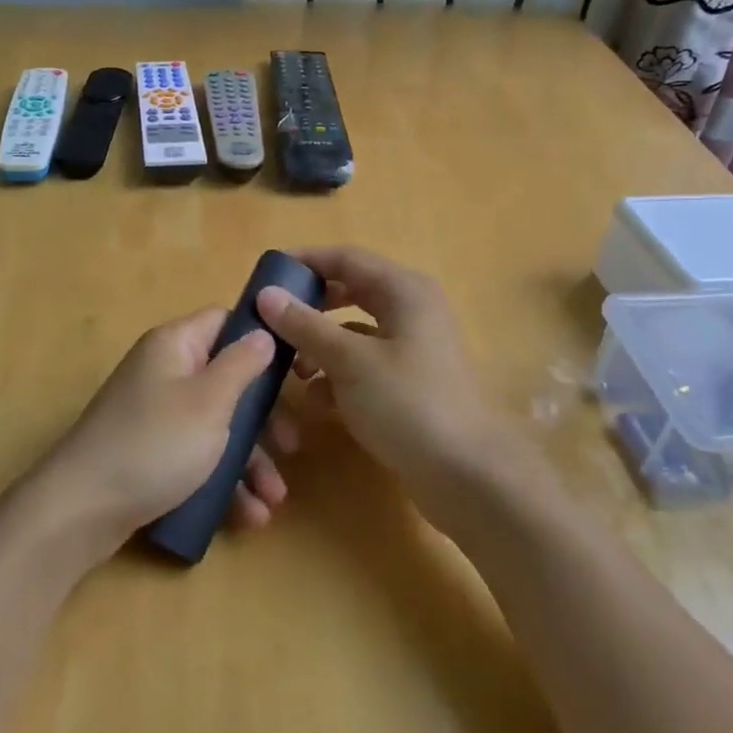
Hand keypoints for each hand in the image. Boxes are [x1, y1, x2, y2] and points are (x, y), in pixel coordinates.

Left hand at [38, 308, 283, 550]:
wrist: (80, 509)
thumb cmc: (155, 444)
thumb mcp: (210, 401)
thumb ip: (242, 364)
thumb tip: (262, 332)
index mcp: (176, 346)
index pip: (225, 321)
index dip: (261, 339)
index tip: (296, 369)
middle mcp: (165, 372)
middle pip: (227, 380)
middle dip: (264, 418)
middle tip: (293, 447)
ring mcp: (156, 415)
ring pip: (216, 426)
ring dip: (250, 461)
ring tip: (274, 500)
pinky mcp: (151, 454)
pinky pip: (197, 458)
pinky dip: (223, 481)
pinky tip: (248, 516)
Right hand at [256, 247, 525, 518]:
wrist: (467, 474)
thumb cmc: (408, 403)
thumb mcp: (349, 361)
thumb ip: (305, 325)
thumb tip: (267, 294)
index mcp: (404, 290)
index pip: (345, 258)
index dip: (305, 261)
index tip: (266, 275)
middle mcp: (411, 310)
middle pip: (349, 292)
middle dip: (309, 307)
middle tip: (271, 321)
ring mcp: (412, 348)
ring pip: (354, 332)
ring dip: (319, 345)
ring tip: (289, 367)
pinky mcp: (409, 382)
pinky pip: (364, 364)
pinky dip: (338, 374)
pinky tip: (316, 400)